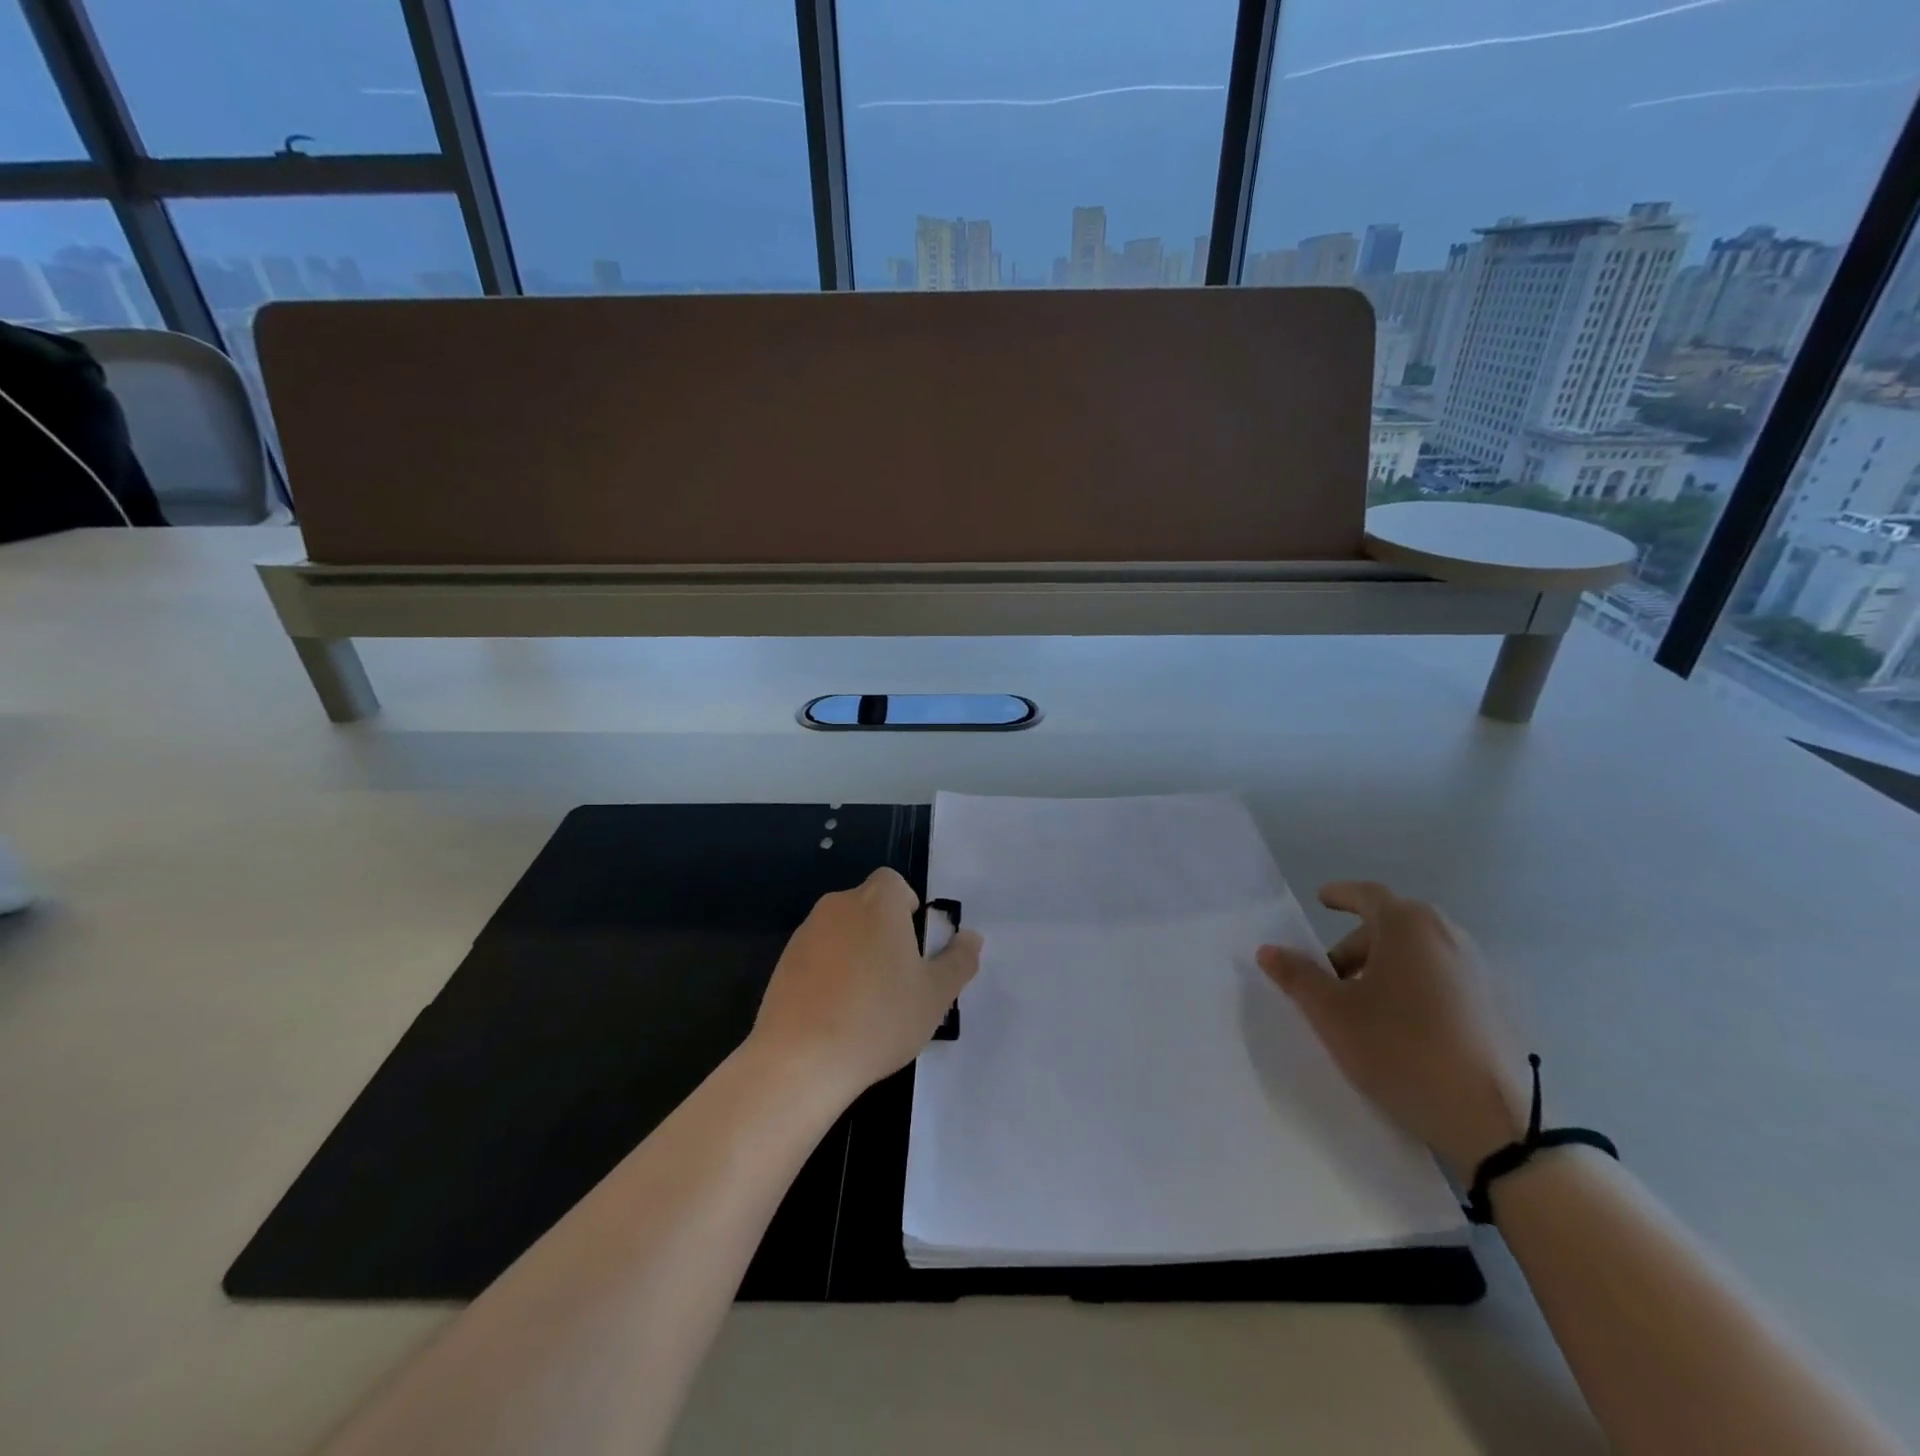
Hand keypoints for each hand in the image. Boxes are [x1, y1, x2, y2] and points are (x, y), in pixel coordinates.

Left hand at [751, 868, 981, 1098]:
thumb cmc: (879, 1018)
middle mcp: (838, 906)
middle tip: (897, 980)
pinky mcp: (783, 963)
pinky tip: (834, 1016)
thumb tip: (971, 937)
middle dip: (884, 933)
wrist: (801, 1059)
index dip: (908, 909)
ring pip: (842, 932)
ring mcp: (805, 933)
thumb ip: (959, 961)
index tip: (914, 949)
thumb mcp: (935, 995)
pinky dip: (828, 974)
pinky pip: (817, 957)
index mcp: (877, 903)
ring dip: (855, 954)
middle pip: (868, 907)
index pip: (894, 883)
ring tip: (865, 1005)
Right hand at [1258, 882, 1528, 1178]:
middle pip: (1392, 925)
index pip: (1366, 894)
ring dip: (1388, 967)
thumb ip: (1297, 976)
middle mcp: (1449, 935)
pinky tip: (1408, 1028)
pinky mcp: (1501, 1005)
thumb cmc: (1400, 1050)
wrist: (1495, 1122)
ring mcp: (1481, 969)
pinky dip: (1419, 987)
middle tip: (1332, 978)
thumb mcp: (1332, 1014)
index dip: (1340, 895)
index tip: (1322, 900)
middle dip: (1357, 945)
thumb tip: (1269, 950)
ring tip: (1368, 1007)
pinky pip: (1446, 978)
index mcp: (1408, 925)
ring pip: (1420, 953)